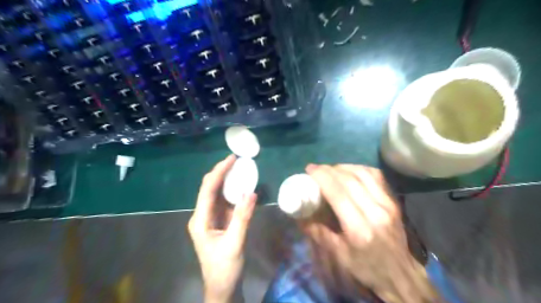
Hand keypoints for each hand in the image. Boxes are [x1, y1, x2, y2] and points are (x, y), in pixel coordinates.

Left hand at [188, 156, 256, 302]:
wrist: (223, 287)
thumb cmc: (225, 268)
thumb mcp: (235, 243)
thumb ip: (243, 217)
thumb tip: (251, 192)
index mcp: (200, 220)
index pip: (208, 190)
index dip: (219, 172)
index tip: (231, 159)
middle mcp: (202, 215)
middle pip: (209, 188)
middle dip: (221, 172)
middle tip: (236, 160)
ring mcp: (211, 218)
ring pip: (217, 193)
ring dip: (227, 180)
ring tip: (239, 168)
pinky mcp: (219, 221)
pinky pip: (225, 202)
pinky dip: (233, 192)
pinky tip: (241, 185)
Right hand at [304, 164, 438, 302]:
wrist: (399, 274)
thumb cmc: (366, 267)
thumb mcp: (338, 254)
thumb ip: (317, 232)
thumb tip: (299, 214)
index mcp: (359, 228)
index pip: (338, 192)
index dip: (322, 176)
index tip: (309, 169)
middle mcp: (375, 211)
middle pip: (349, 180)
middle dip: (329, 170)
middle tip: (316, 169)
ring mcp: (387, 204)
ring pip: (363, 173)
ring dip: (343, 167)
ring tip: (331, 170)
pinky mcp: (393, 200)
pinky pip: (375, 175)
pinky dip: (359, 169)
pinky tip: (350, 172)